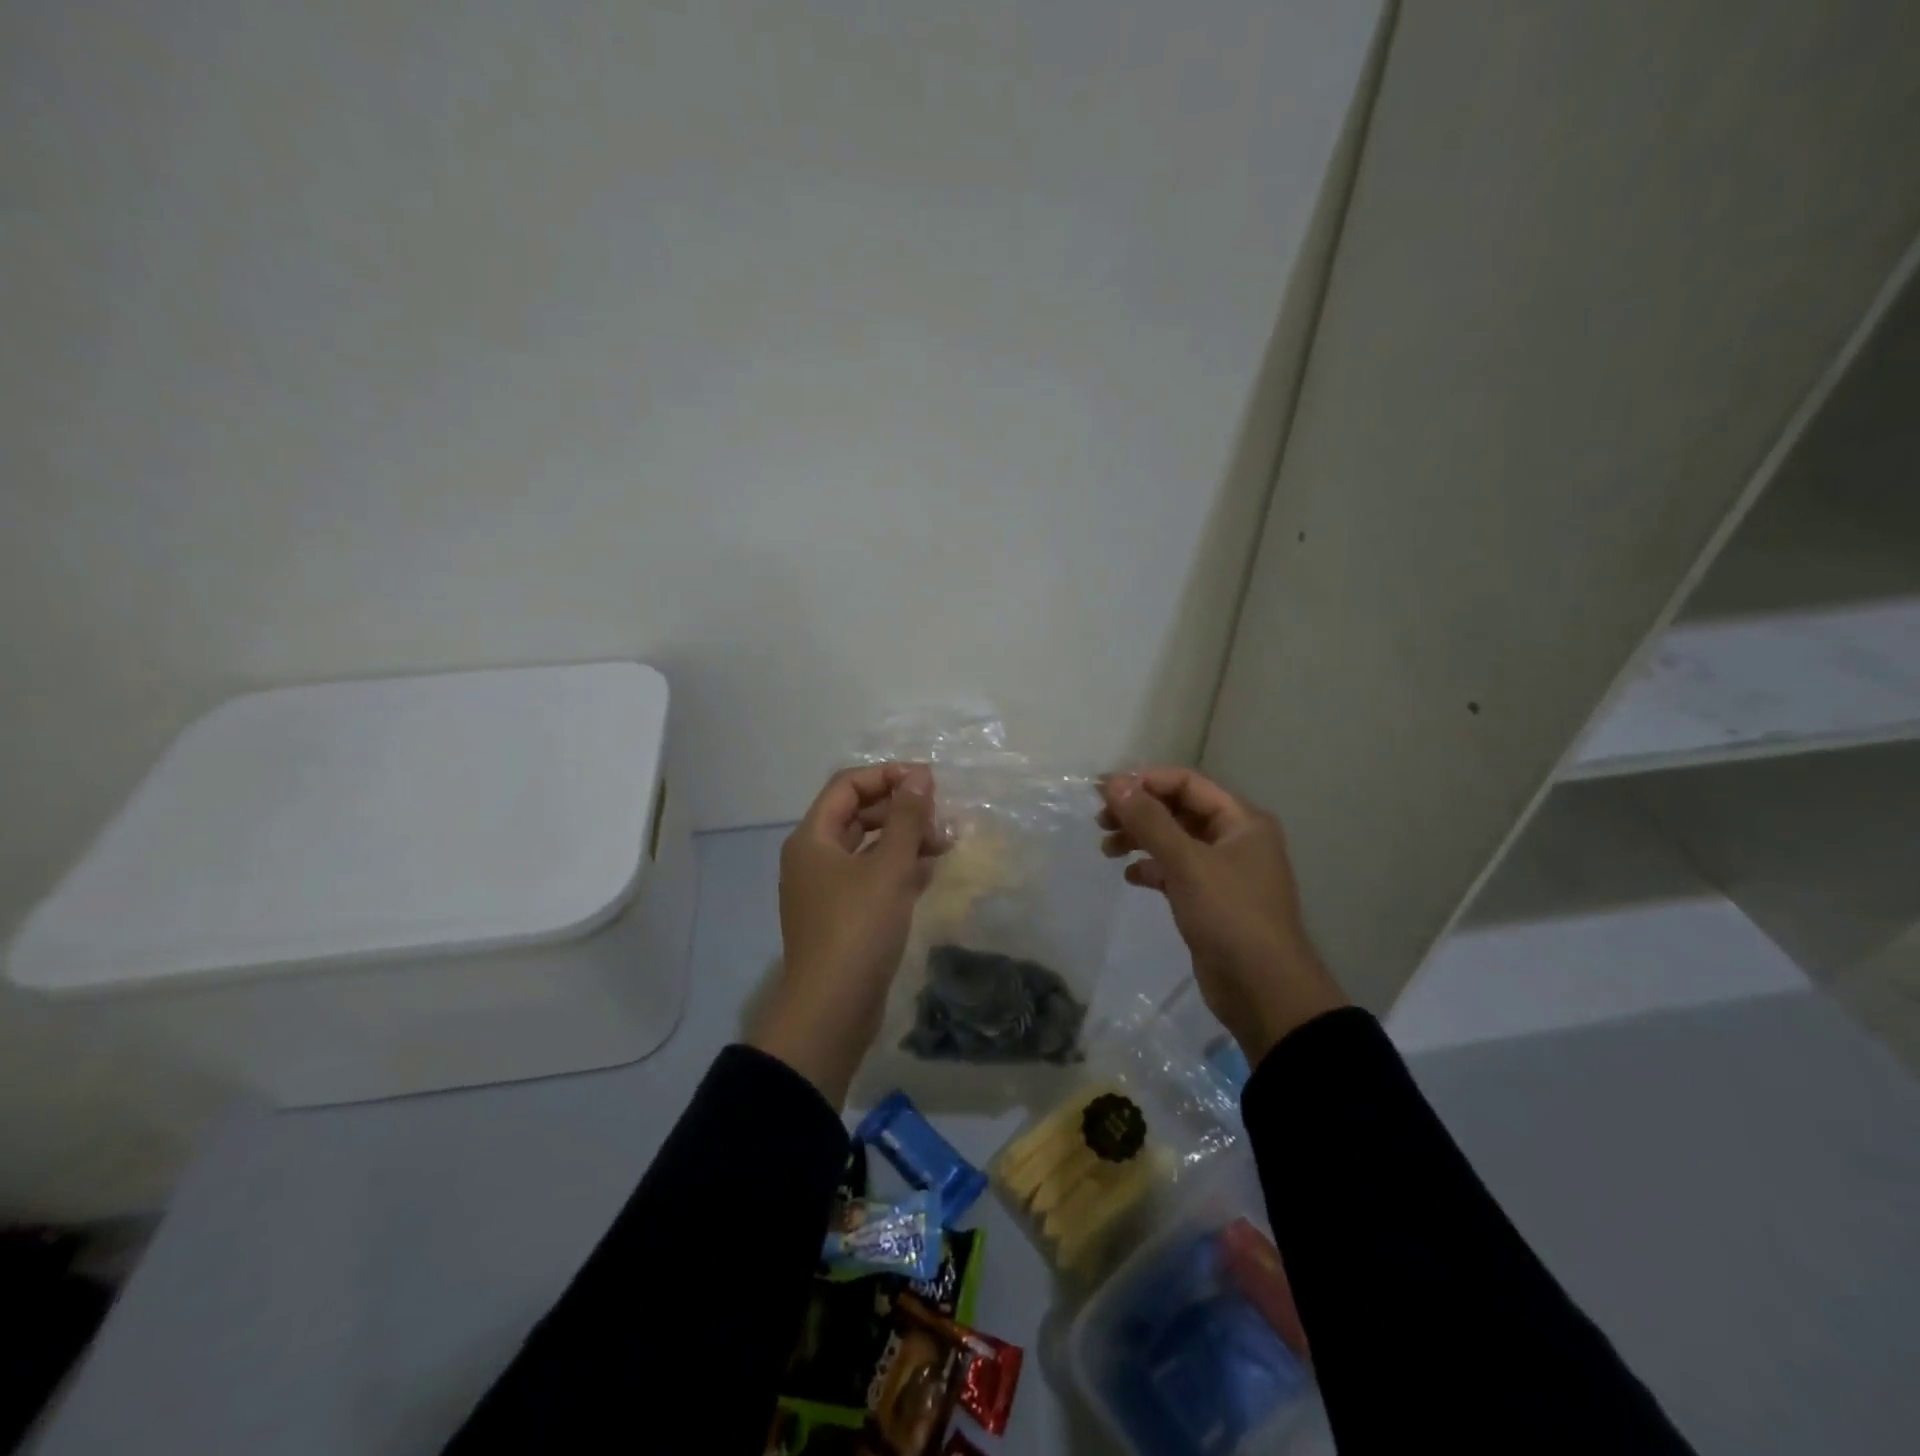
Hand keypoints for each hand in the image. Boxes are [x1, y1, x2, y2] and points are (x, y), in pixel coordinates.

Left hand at [752, 763, 940, 1106]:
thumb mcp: (888, 867)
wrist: (832, 1009)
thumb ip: (906, 818)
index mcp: (812, 838)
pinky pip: (871, 878)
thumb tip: (919, 777)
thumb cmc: (858, 928)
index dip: (887, 775)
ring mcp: (826, 889)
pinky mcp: (843, 916)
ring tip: (945, 845)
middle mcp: (814, 857)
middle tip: (940, 819)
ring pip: (868, 848)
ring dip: (904, 840)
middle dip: (900, 811)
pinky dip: (899, 869)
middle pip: (858, 815)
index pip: (848, 785)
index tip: (928, 782)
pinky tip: (931, 872)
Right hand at [1100, 767, 1345, 1063]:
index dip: (1145, 781)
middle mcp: (1235, 839)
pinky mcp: (1210, 900)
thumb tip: (1113, 782)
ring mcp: (1223, 871)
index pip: (1187, 783)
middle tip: (1100, 821)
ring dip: (1140, 839)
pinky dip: (1152, 869)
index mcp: (1241, 821)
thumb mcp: (1187, 862)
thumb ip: (1149, 820)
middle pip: (1179, 810)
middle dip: (1139, 811)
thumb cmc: (1230, 915)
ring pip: (1174, 841)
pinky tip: (1131, 877)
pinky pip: (1175, 871)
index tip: (1104, 791)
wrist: (1263, 991)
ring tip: (1107, 849)